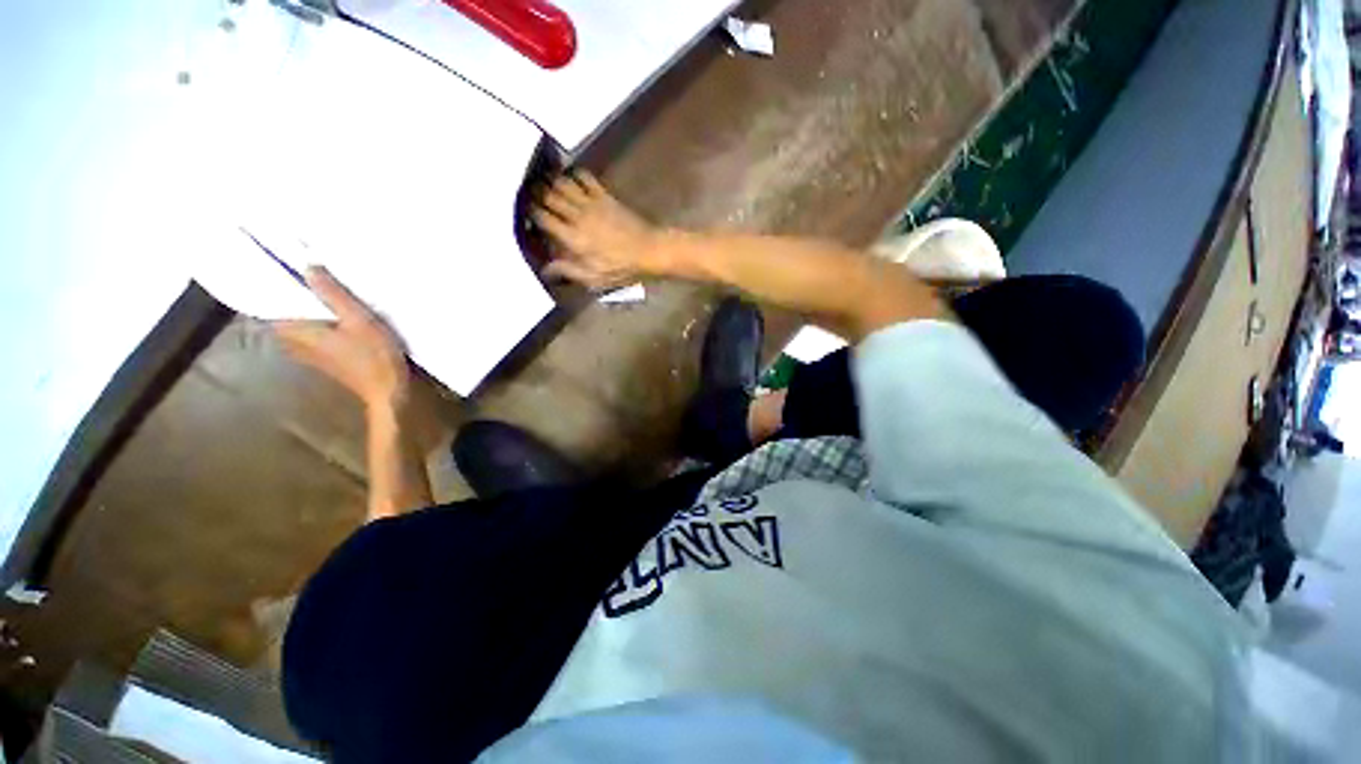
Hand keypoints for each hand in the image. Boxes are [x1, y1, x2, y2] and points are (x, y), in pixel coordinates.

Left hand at [273, 266, 410, 410]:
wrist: (387, 391)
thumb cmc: (373, 356)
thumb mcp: (359, 320)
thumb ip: (333, 294)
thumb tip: (309, 266)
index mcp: (295, 330)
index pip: (268, 302)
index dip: (272, 284)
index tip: (279, 264)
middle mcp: (293, 341)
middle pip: (282, 311)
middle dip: (290, 295)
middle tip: (306, 273)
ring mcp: (307, 353)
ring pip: (296, 323)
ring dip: (305, 309)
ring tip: (323, 292)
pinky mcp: (323, 359)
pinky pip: (310, 333)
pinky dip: (317, 322)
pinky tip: (335, 317)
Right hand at [532, 170, 659, 289]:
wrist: (649, 250)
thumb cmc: (622, 269)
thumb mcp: (595, 278)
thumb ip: (569, 271)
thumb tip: (544, 269)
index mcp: (573, 238)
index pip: (542, 218)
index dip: (529, 213)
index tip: (523, 213)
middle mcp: (578, 216)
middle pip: (548, 196)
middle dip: (535, 194)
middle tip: (528, 193)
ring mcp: (592, 203)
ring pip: (563, 183)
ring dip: (551, 181)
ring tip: (543, 182)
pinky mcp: (605, 196)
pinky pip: (585, 177)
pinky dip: (574, 174)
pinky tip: (571, 178)